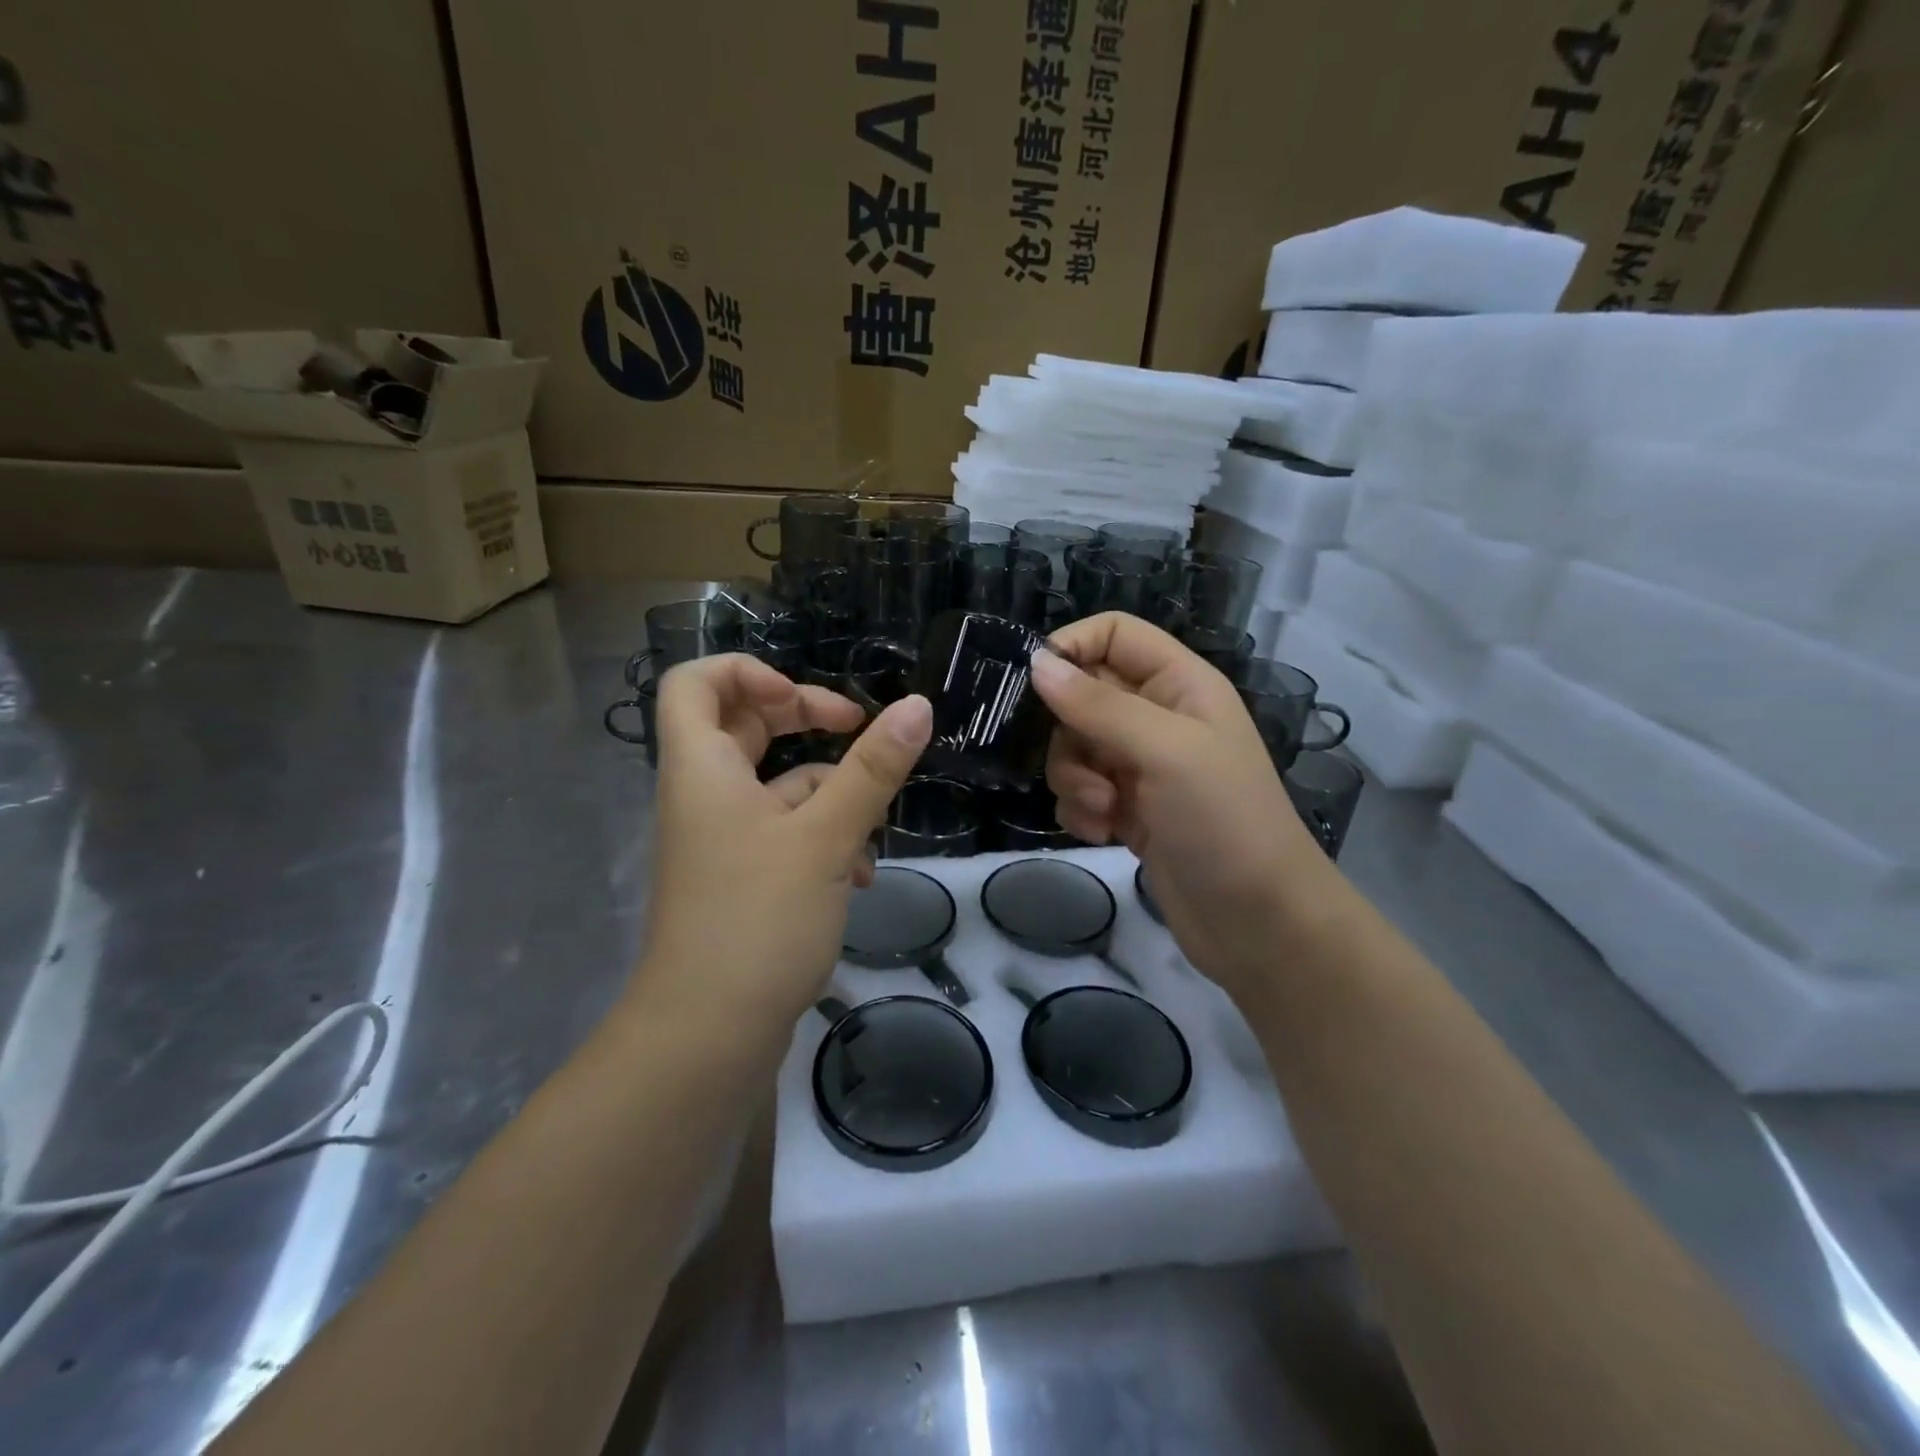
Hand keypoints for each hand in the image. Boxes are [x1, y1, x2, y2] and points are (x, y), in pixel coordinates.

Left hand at [634, 654, 931, 1038]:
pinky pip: (783, 832)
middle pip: (744, 726)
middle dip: (804, 721)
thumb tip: (917, 706)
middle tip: (856, 728)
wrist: (709, 1035)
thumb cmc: (758, 919)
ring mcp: (722, 839)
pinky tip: (859, 875)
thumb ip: (872, 769)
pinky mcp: (742, 877)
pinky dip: (823, 838)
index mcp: (703, 767)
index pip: (696, 681)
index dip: (749, 671)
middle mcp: (704, 794)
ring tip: (871, 827)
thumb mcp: (825, 836)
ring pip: (776, 785)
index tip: (807, 701)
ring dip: (829, 793)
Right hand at [1028, 614, 1337, 999]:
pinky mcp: (1128, 809)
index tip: (1034, 684)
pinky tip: (1102, 833)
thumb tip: (1036, 663)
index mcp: (1180, 684)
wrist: (1259, 923)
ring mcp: (1142, 765)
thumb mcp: (1165, 751)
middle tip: (1084, 768)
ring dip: (1073, 779)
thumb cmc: (1224, 821)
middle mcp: (1159, 717)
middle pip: (1083, 693)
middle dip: (1068, 732)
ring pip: (1073, 746)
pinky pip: (1079, 790)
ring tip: (1103, 810)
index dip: (1072, 647)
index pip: (1114, 634)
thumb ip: (1099, 705)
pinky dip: (1079, 810)